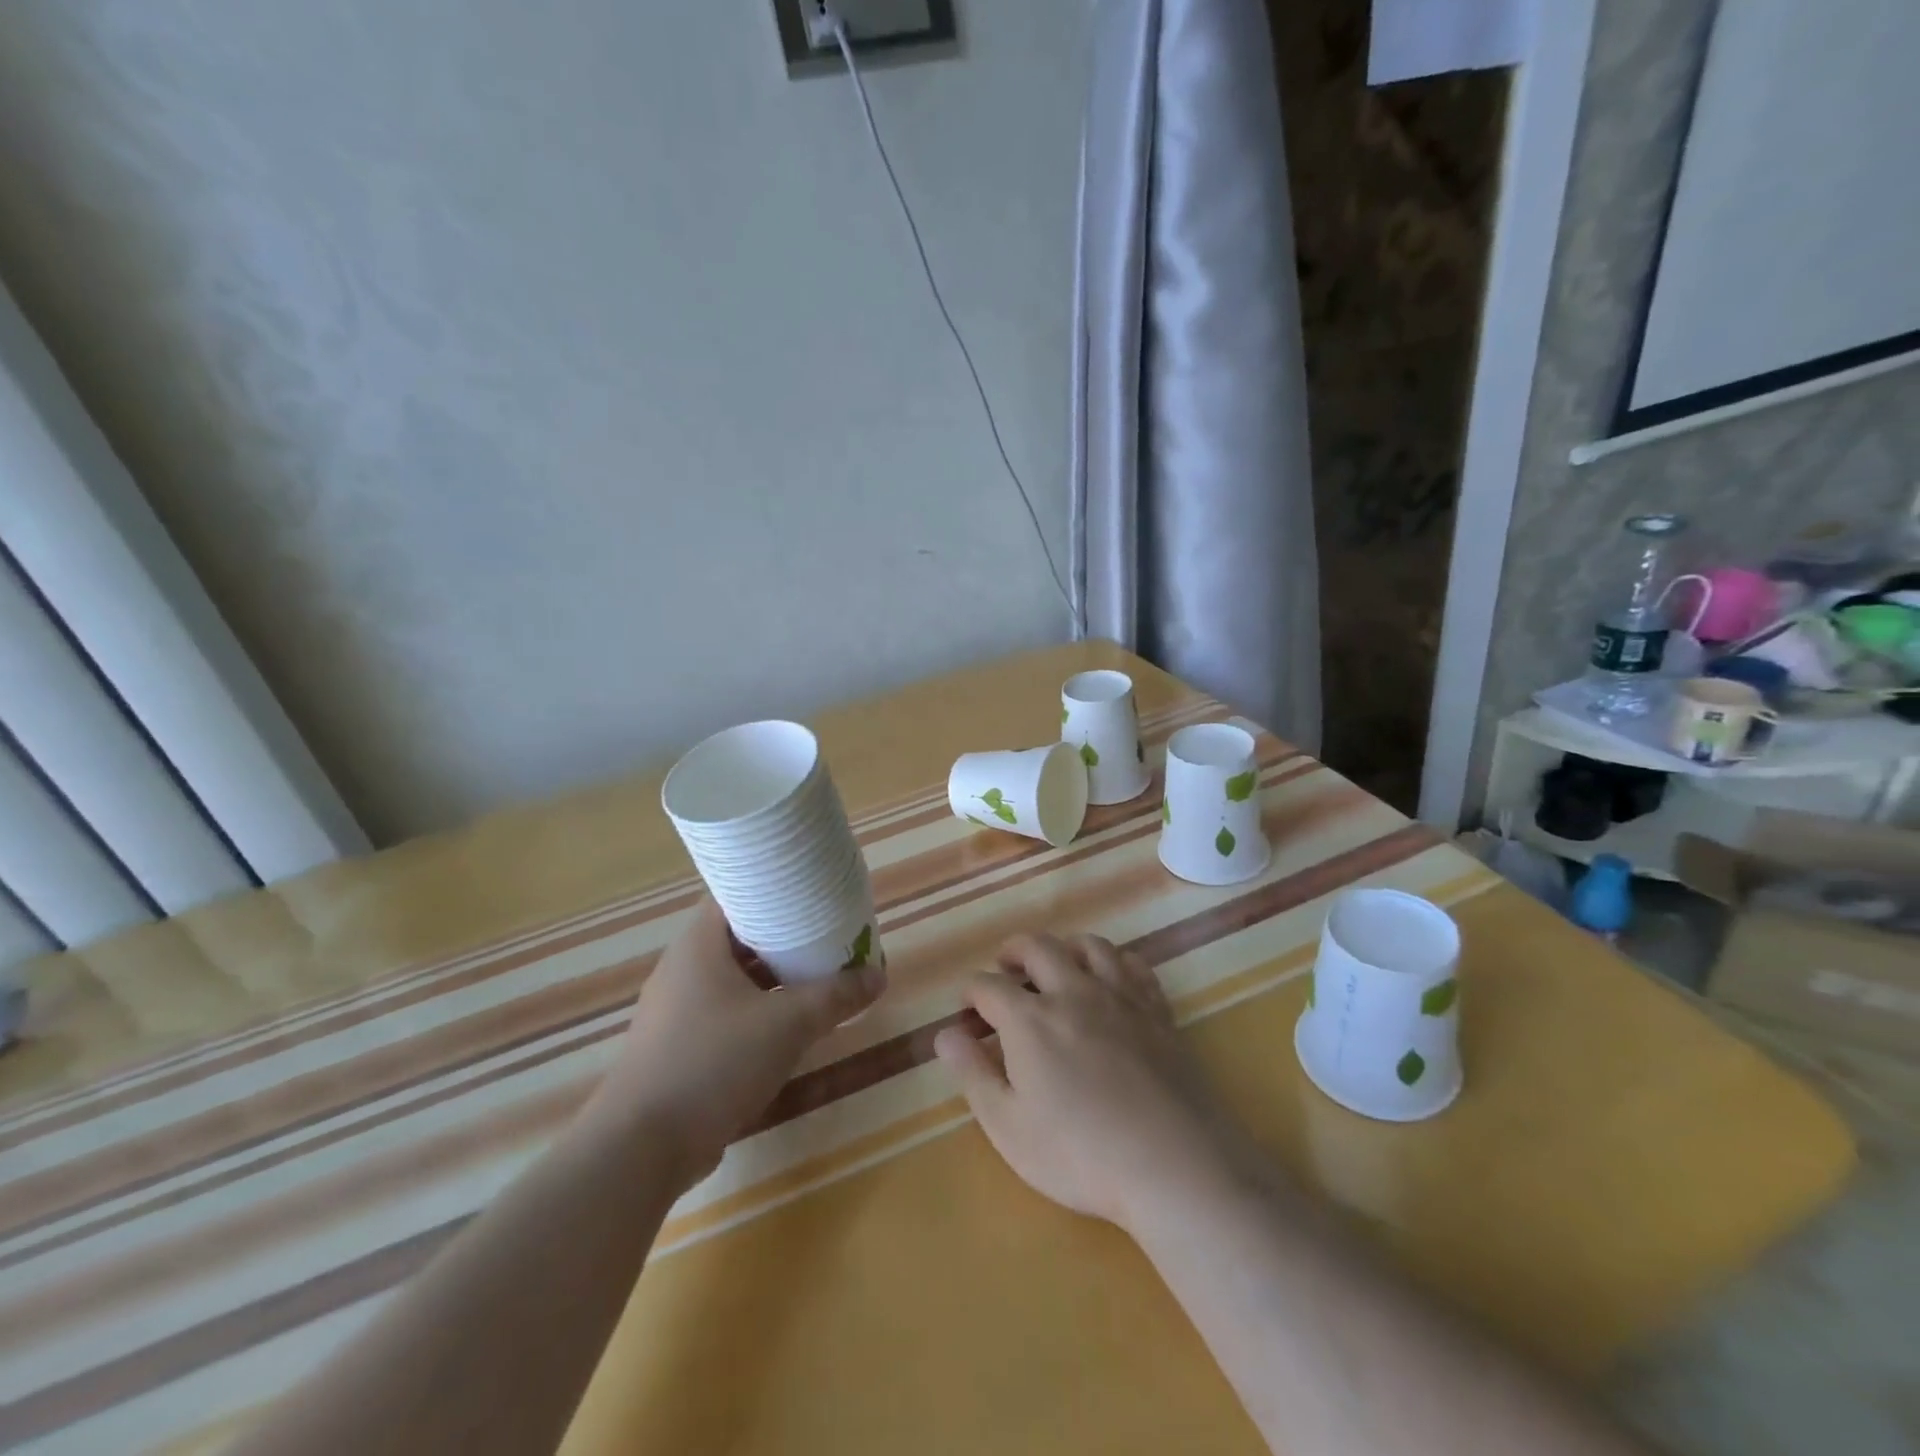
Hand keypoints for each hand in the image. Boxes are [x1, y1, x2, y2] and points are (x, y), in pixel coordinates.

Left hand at [584, 900, 885, 1186]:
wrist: (641, 1148)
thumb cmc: (713, 1063)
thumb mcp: (787, 1024)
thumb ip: (835, 996)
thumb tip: (879, 975)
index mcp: (698, 945)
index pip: (737, 894)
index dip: (775, 889)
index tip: (813, 892)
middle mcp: (682, 969)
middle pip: (739, 937)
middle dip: (783, 936)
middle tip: (826, 934)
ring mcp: (675, 1010)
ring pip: (733, 978)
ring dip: (772, 977)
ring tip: (816, 976)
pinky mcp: (677, 1047)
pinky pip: (724, 1012)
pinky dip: (756, 1010)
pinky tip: (787, 1025)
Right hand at [933, 933, 1264, 1234]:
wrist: (1173, 1165)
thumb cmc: (1080, 1154)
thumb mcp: (1008, 1126)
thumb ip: (973, 1074)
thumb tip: (945, 1033)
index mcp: (1030, 1019)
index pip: (988, 985)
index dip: (971, 993)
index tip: (967, 1010)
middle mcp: (1073, 992)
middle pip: (1037, 947)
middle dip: (1013, 951)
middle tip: (1005, 968)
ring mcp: (1120, 997)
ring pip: (1089, 945)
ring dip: (1064, 947)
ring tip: (1057, 964)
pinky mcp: (1157, 1011)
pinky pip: (1134, 965)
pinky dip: (1115, 961)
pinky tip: (1111, 979)